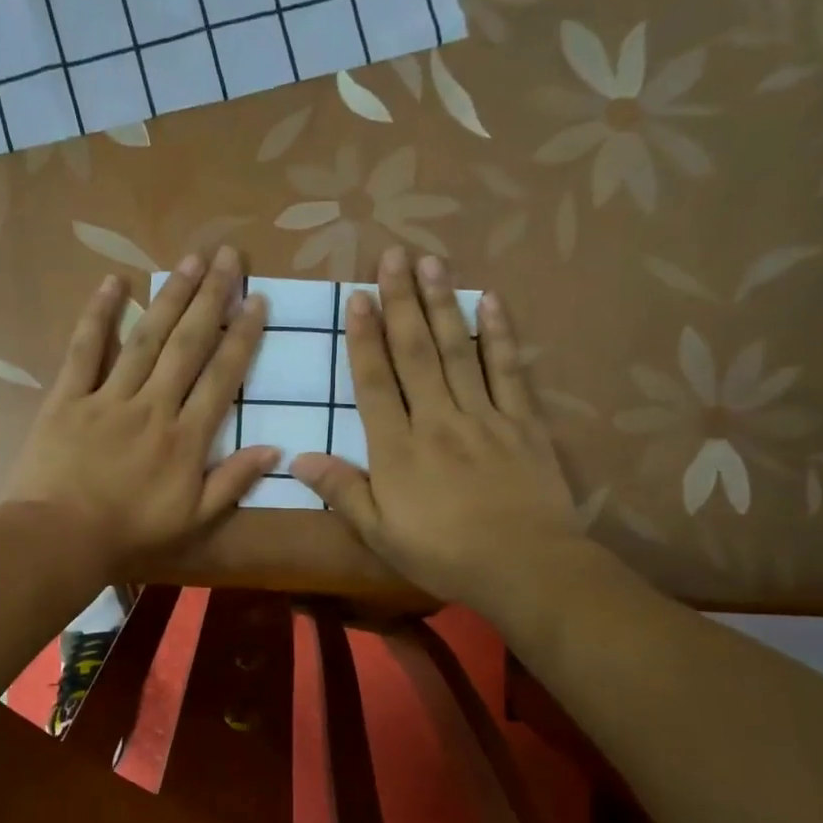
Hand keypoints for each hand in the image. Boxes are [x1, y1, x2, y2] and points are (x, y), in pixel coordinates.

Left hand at [2, 246, 277, 576]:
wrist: (60, 539)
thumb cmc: (130, 533)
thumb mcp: (194, 520)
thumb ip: (233, 482)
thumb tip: (275, 449)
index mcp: (186, 438)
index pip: (221, 377)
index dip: (242, 336)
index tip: (258, 301)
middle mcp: (153, 406)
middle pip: (187, 344)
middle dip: (212, 298)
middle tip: (230, 257)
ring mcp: (109, 398)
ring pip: (145, 338)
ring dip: (170, 296)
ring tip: (192, 260)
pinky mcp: (68, 398)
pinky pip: (84, 351)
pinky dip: (98, 315)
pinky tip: (114, 283)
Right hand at [292, 248, 606, 619]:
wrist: (524, 567)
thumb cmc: (443, 554)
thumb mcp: (380, 533)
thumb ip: (342, 491)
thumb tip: (298, 459)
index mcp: (398, 448)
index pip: (375, 382)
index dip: (364, 337)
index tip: (359, 297)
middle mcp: (437, 420)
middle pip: (415, 353)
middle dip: (402, 302)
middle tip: (394, 256)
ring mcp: (483, 416)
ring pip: (458, 351)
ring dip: (442, 305)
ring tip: (431, 264)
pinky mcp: (522, 422)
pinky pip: (508, 371)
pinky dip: (500, 335)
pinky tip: (491, 302)